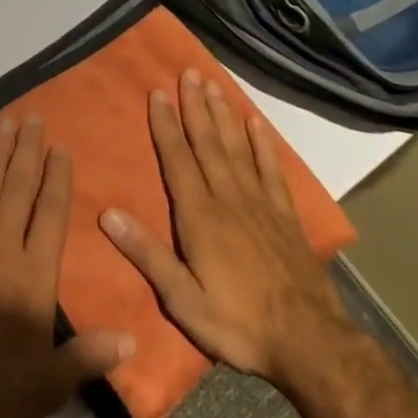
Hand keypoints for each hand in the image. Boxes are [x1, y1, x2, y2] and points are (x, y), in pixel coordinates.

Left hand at [0, 117, 135, 417]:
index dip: (58, 178)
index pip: (51, 214)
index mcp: (34, 276)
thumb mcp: (52, 383)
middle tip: (33, 117)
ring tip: (4, 121)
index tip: (61, 148)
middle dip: (28, 151)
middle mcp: (2, 247)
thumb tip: (133, 339)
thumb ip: (89, 356)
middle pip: (18, 188)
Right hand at [100, 70, 349, 385]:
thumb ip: (147, 255)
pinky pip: (271, 170)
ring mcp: (260, 204)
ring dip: (223, 115)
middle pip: (208, 143)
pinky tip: (256, 123)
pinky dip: (263, 144)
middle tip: (188, 72)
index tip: (157, 92)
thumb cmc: (239, 324)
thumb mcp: (183, 300)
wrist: (310, 345)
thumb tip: (107, 214)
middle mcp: (228, 198)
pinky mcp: (286, 216)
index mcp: (200, 216)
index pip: (177, 159)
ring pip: (237, 148)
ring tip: (214, 84)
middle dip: (195, 106)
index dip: (165, 124)